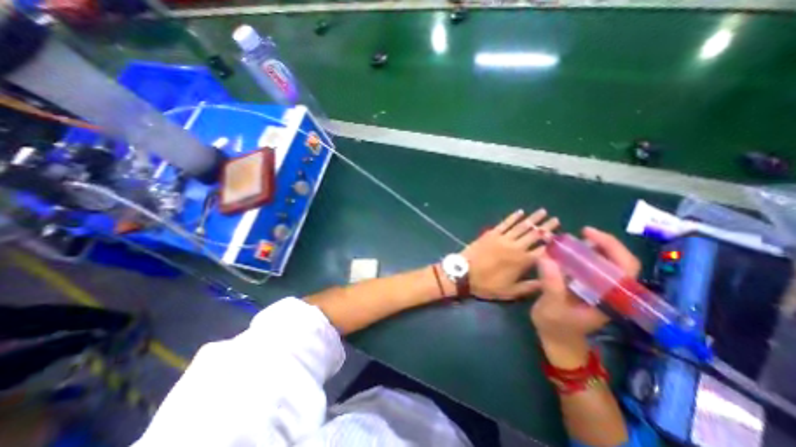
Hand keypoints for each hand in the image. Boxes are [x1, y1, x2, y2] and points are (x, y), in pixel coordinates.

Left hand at [461, 208, 557, 300]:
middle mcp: (515, 246)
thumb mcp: (510, 292)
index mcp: (522, 261)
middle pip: (534, 234)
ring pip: (521, 226)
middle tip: (556, 219)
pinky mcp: (491, 233)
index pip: (543, 250)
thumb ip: (530, 286)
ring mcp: (502, 238)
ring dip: (533, 218)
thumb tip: (548, 281)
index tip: (562, 236)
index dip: (553, 243)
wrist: (463, 273)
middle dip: (547, 227)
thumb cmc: (486, 284)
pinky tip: (520, 212)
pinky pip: (505, 223)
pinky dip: (513, 217)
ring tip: (543, 211)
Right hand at [528, 227, 638, 366]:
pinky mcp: (586, 287)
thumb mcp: (552, 307)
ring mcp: (597, 288)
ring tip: (565, 241)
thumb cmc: (556, 327)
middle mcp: (608, 291)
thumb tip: (546, 257)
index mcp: (609, 298)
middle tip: (575, 233)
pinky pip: (586, 267)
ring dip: (585, 248)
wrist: (557, 341)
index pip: (625, 268)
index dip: (612, 247)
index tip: (588, 233)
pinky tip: (560, 253)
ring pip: (601, 262)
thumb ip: (552, 285)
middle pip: (616, 261)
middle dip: (598, 243)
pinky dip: (575, 255)